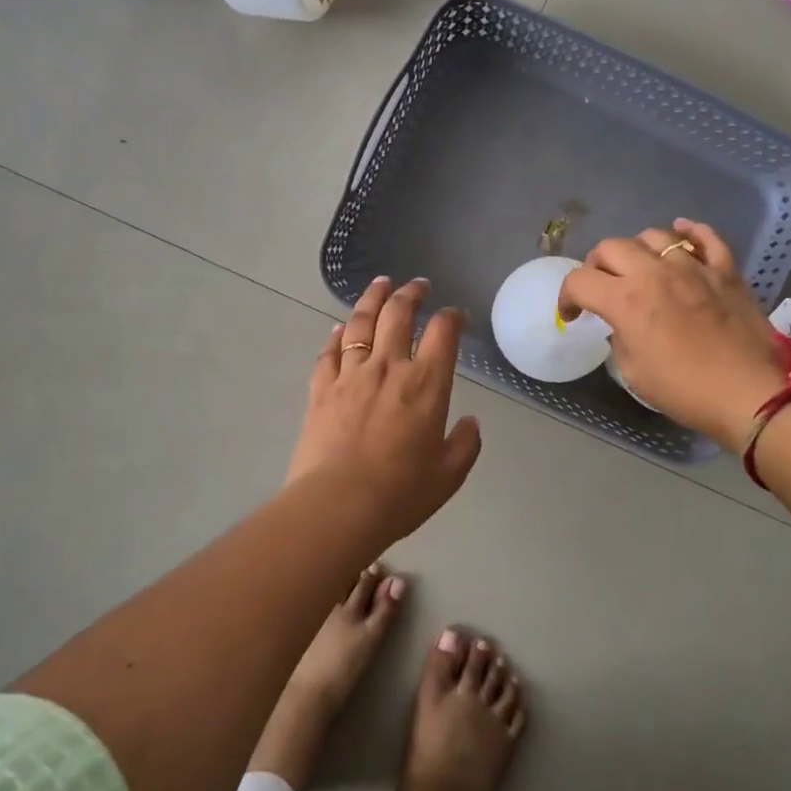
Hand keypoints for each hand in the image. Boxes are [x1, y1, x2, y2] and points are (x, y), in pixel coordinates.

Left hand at [287, 277, 482, 537]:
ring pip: (361, 324)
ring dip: (372, 299)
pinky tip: (339, 329)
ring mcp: (350, 375)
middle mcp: (388, 368)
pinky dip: (336, 336)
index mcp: (426, 384)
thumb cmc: (400, 493)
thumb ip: (465, 444)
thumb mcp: (448, 475)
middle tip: (416, 284)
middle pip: (398, 315)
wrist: (338, 505)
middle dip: (410, 294)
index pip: (443, 333)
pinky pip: (329, 353)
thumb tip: (470, 422)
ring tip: (380, 284)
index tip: (455, 314)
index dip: (451, 317)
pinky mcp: (321, 389)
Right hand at [559, 220, 787, 445]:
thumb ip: (620, 338)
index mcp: (625, 301)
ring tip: (640, 267)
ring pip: (654, 235)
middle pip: (610, 247)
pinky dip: (689, 232)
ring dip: (637, 249)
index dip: (567, 297)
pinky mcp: (725, 270)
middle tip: (602, 288)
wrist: (752, 394)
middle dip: (597, 266)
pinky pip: (705, 236)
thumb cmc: (685, 390)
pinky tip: (681, 235)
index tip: (573, 315)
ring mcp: (693, 267)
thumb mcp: (634, 372)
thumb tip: (623, 324)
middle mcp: (654, 273)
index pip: (579, 280)